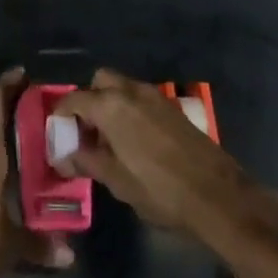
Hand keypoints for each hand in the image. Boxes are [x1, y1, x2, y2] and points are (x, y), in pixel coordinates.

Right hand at [53, 70, 277, 240]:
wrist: (219, 197)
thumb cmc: (160, 190)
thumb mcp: (116, 181)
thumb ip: (87, 162)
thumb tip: (63, 157)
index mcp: (111, 106)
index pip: (74, 99)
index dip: (61, 115)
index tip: (58, 133)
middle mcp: (131, 92)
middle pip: (100, 81)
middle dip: (89, 99)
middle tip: (87, 131)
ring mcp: (156, 97)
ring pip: (123, 88)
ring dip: (111, 104)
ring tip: (110, 140)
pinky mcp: (174, 109)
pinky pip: (141, 99)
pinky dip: (131, 111)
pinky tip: (135, 142)